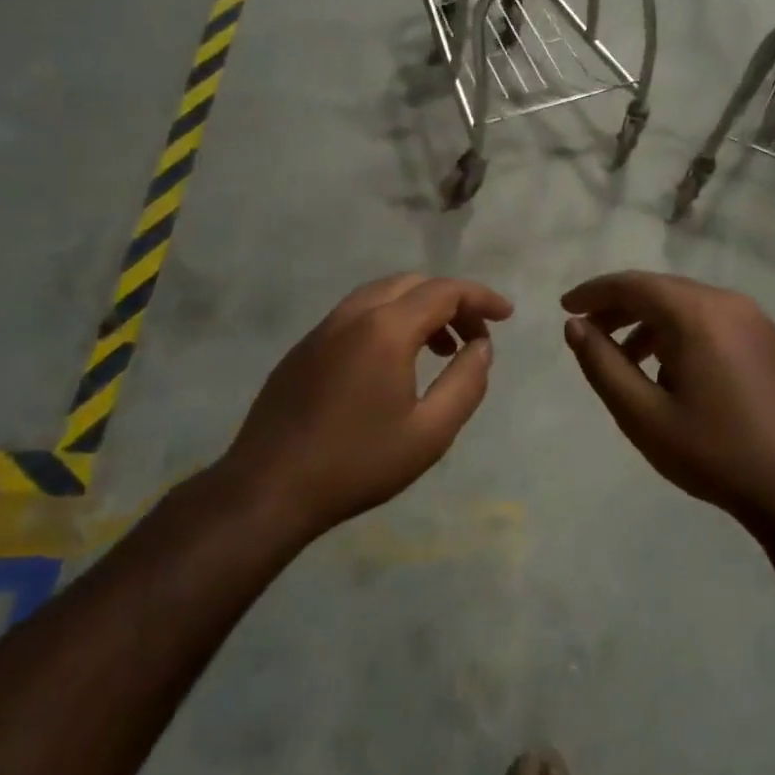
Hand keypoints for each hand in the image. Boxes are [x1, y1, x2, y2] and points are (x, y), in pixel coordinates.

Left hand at [222, 273, 512, 542]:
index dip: (481, 297)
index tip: (506, 315)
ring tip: (440, 349)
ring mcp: (322, 330)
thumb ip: (466, 383)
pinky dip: (388, 321)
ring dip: (419, 310)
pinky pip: (356, 315)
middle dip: (451, 301)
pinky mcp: (303, 349)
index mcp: (386, 329)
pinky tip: (393, 363)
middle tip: (474, 337)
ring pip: (381, 295)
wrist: (268, 489)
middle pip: (413, 284)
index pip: (445, 291)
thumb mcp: (430, 433)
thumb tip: (482, 346)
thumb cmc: (357, 463)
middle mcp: (353, 315)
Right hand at [562, 271, 774, 529]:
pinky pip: (717, 323)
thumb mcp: (643, 416)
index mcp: (697, 314)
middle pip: (662, 290)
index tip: (566, 307)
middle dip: (621, 307)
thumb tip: (575, 327)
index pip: (633, 284)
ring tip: (629, 361)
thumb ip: (603, 365)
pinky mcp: (774, 343)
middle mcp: (730, 304)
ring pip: (691, 306)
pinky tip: (677, 374)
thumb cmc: (715, 453)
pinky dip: (685, 334)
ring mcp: (758, 321)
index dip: (594, 293)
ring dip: (653, 323)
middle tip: (590, 333)